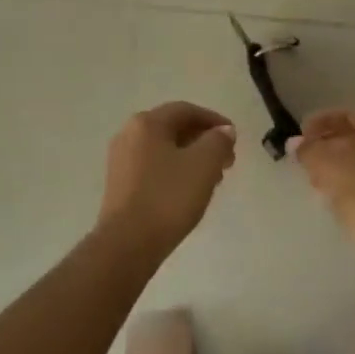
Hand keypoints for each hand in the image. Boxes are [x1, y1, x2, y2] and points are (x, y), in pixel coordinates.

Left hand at [98, 102, 237, 250]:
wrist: (128, 243)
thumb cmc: (168, 197)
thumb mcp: (204, 164)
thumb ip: (218, 141)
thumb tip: (223, 131)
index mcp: (147, 123)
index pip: (186, 110)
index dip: (214, 120)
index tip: (234, 137)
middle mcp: (129, 134)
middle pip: (174, 128)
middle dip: (204, 141)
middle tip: (228, 160)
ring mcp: (121, 160)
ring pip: (164, 149)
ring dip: (192, 157)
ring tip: (214, 178)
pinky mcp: (120, 184)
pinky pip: (154, 166)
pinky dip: (175, 170)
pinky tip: (190, 190)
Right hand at [293, 108, 354, 248]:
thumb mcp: (328, 166)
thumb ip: (308, 150)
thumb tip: (294, 144)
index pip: (348, 115)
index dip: (320, 124)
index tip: (299, 136)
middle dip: (328, 147)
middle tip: (305, 159)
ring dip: (339, 166)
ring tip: (314, 180)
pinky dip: (354, 181)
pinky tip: (334, 196)